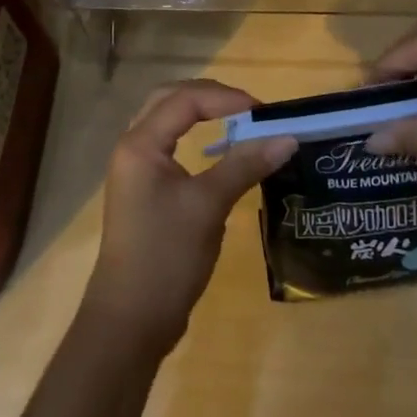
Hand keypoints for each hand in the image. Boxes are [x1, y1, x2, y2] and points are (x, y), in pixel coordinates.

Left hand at [81, 80, 296, 352]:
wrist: (130, 321)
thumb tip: (287, 137)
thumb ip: (245, 165)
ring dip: (199, 112)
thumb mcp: (209, 206)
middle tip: (247, 107)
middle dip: (210, 95)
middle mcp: (133, 147)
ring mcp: (136, 169)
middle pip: (170, 99)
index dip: (225, 97)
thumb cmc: (166, 257)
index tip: (263, 111)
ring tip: (237, 119)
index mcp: (140, 143)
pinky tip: (218, 149)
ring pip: (166, 120)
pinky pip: (168, 144)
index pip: (184, 99)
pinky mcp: (144, 189)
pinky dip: (193, 135)